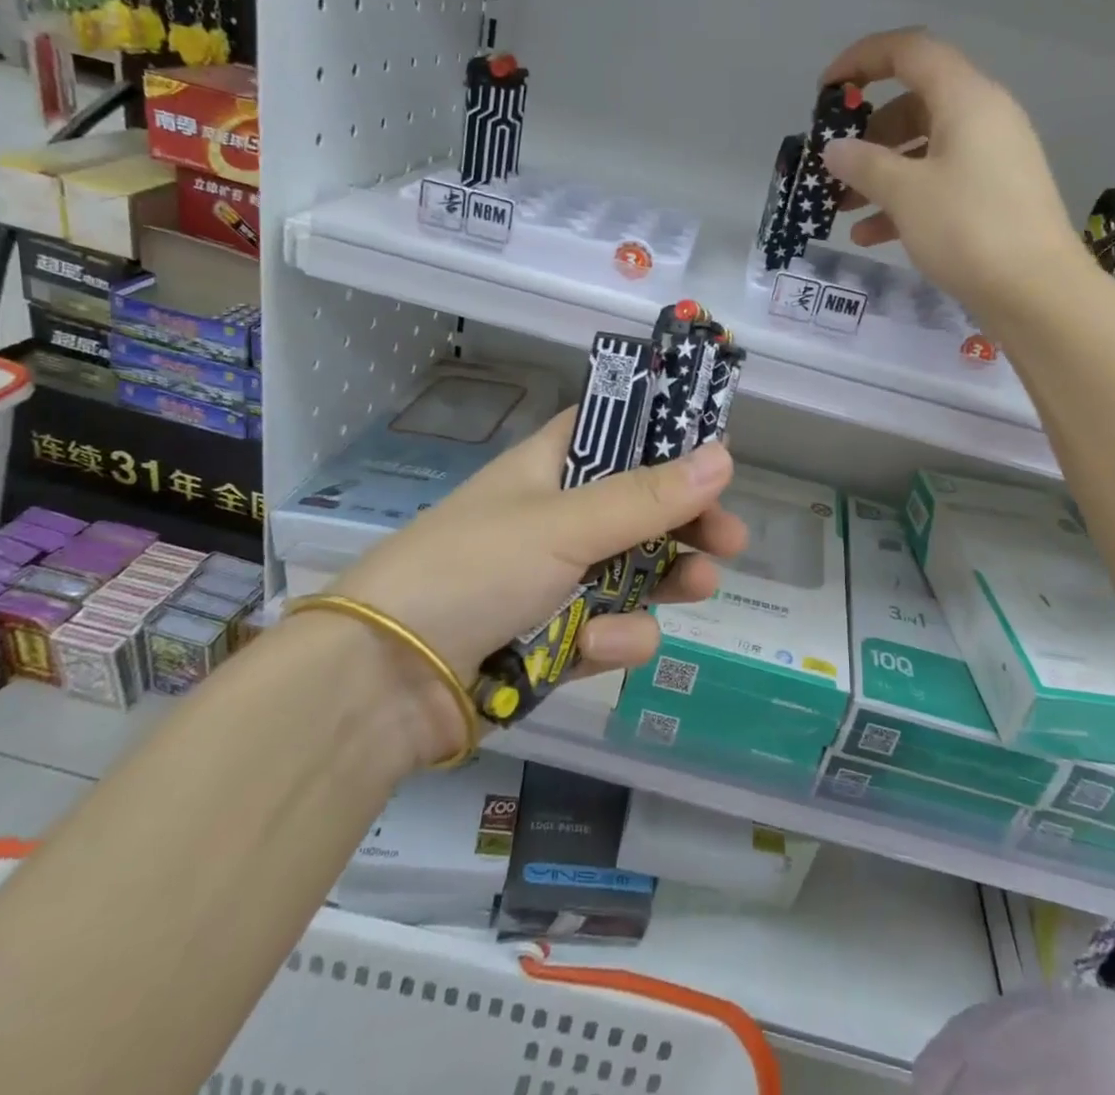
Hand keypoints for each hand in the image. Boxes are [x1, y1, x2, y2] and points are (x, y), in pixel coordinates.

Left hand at [326, 410, 746, 686]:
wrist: (385, 682)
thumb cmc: (474, 570)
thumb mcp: (565, 524)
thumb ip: (648, 497)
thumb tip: (726, 455)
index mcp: (549, 469)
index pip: (614, 433)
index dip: (663, 438)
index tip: (713, 452)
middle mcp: (556, 519)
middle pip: (639, 510)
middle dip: (686, 524)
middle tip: (729, 538)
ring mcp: (556, 582)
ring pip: (634, 575)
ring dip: (668, 581)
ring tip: (699, 586)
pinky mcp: (556, 640)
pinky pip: (609, 629)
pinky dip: (612, 638)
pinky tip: (598, 647)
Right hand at [819, 28, 1090, 324]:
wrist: (1037, 293)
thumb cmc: (968, 229)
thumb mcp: (906, 193)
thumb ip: (863, 164)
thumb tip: (835, 150)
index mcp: (967, 98)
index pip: (910, 51)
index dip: (862, 60)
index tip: (827, 91)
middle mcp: (984, 118)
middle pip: (914, 105)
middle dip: (867, 134)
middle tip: (834, 164)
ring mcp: (992, 158)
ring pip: (924, 149)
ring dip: (880, 174)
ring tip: (842, 208)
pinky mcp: (994, 196)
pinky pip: (940, 182)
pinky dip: (905, 200)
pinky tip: (871, 235)